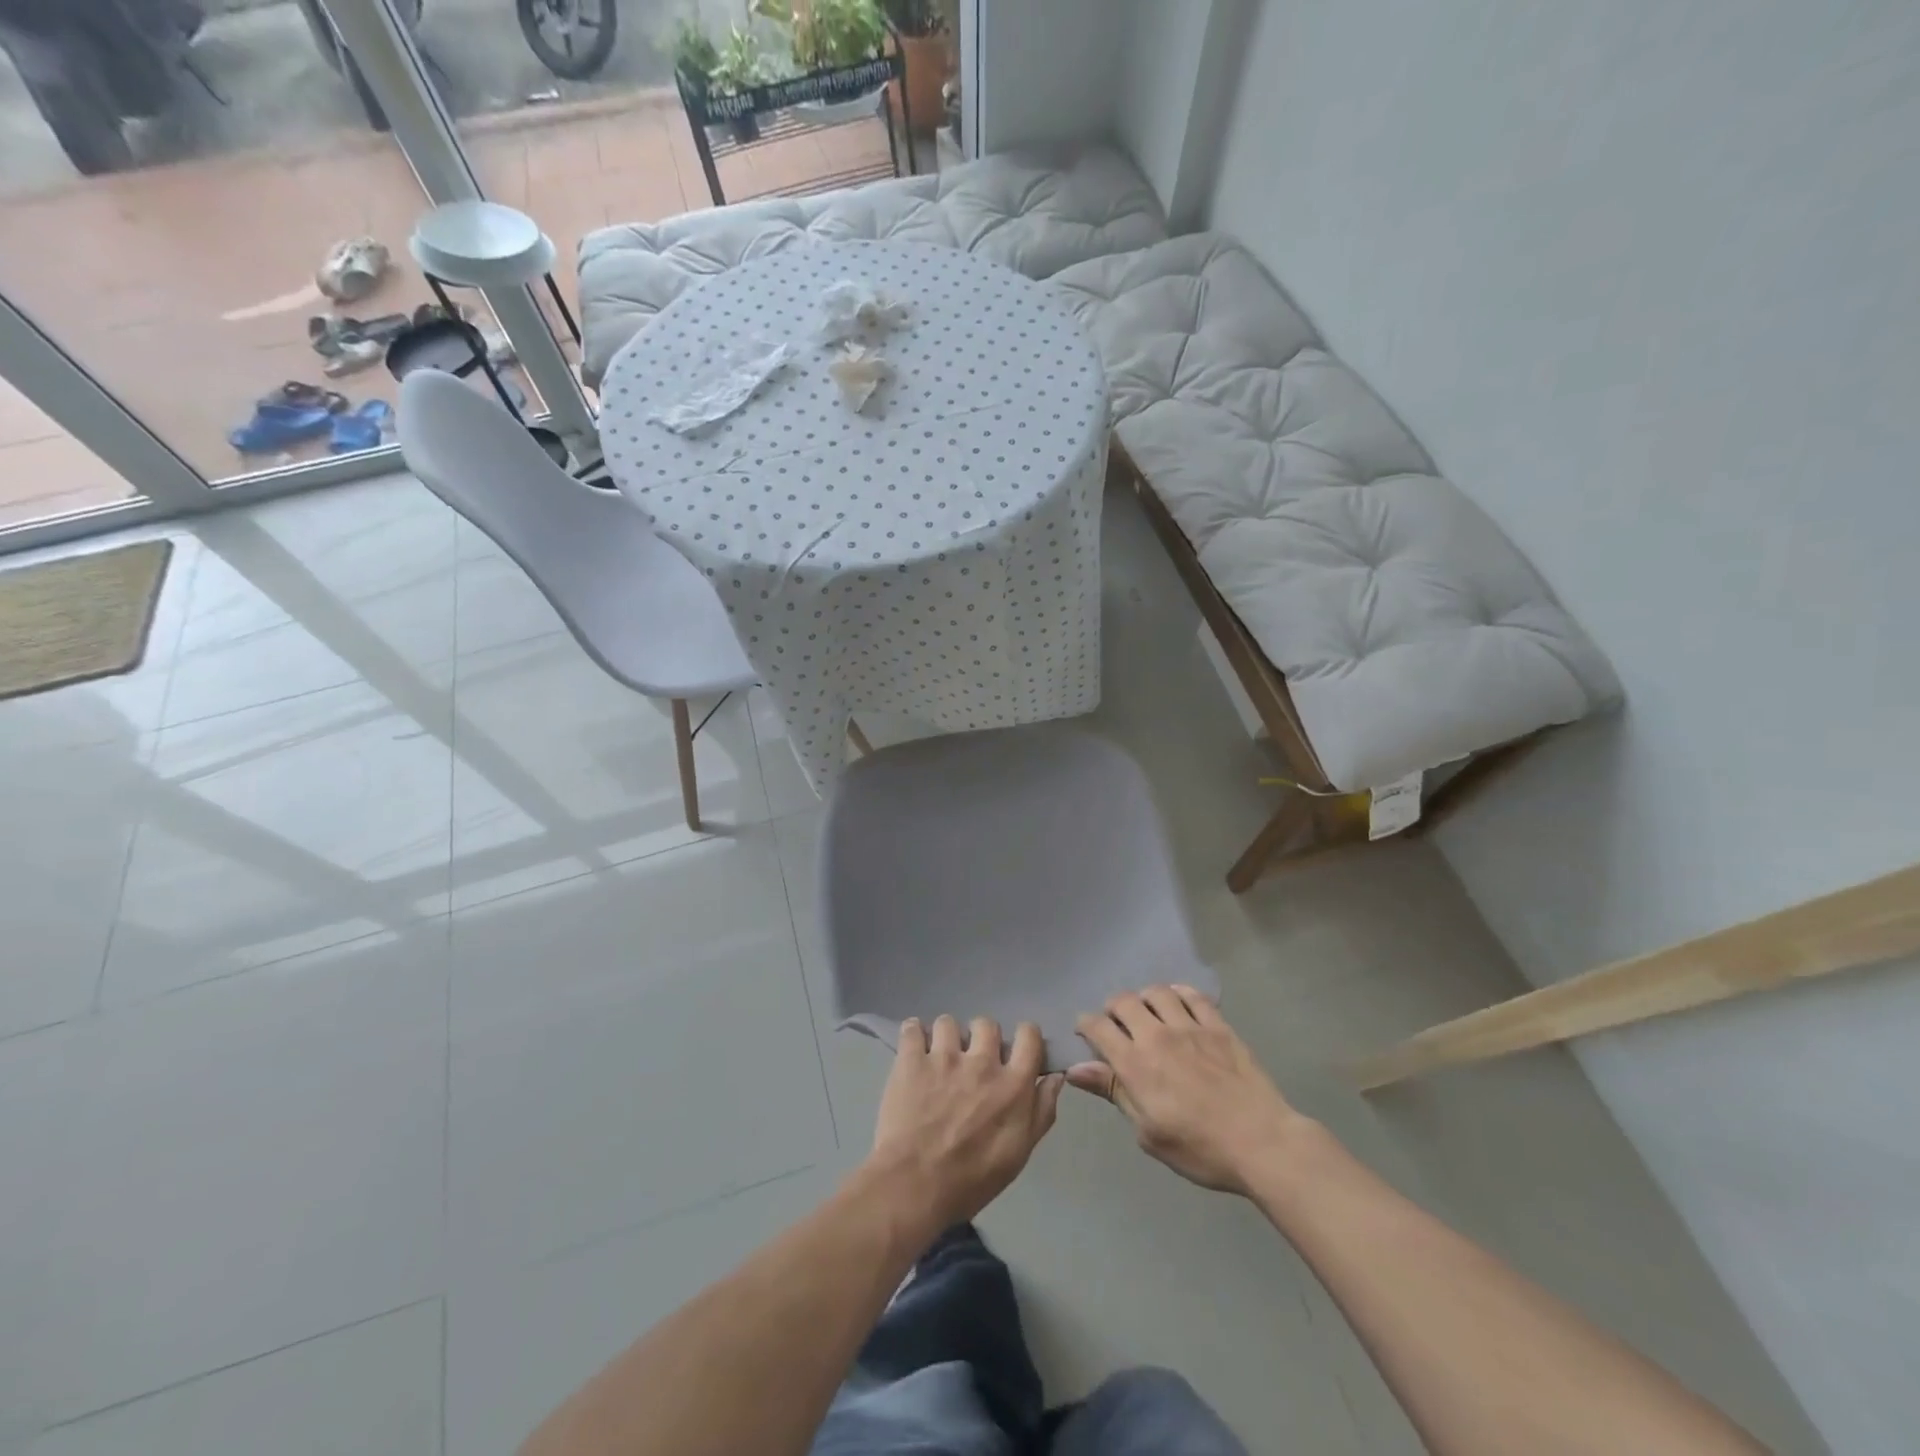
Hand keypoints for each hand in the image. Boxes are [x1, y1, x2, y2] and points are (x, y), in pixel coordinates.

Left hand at [864, 1016, 1064, 1238]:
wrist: (914, 1186)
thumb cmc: (972, 1179)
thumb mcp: (1019, 1153)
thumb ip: (1041, 1111)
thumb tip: (1055, 1076)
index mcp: (1013, 1084)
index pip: (1029, 1035)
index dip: (1024, 1036)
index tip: (1014, 1048)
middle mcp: (982, 1062)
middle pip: (987, 1024)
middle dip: (981, 1038)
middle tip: (971, 1059)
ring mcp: (944, 1057)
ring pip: (948, 1022)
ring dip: (946, 1037)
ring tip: (938, 1057)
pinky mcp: (911, 1060)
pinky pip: (912, 1028)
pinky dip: (913, 1034)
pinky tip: (913, 1050)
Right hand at [1069, 985, 1303, 1195]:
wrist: (1261, 1143)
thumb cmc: (1199, 1149)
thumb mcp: (1148, 1132)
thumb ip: (1114, 1092)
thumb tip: (1076, 1069)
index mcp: (1135, 1064)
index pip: (1098, 1027)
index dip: (1086, 1025)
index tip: (1085, 1032)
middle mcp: (1157, 1036)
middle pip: (1123, 1001)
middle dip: (1112, 1008)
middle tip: (1116, 1024)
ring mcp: (1190, 1026)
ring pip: (1156, 992)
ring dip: (1144, 998)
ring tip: (1147, 1013)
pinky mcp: (1218, 1025)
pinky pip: (1193, 995)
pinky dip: (1178, 994)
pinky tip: (1177, 1004)